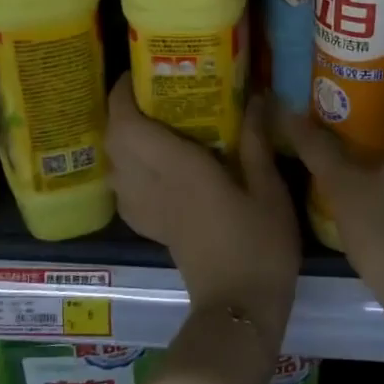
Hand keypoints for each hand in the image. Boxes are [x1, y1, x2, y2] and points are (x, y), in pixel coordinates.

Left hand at [106, 74, 300, 343]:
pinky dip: (126, 168)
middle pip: (114, 141)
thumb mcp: (269, 190)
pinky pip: (124, 190)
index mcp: (179, 170)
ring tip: (150, 121)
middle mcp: (154, 186)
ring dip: (120, 138)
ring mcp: (149, 211)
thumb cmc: (260, 247)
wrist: (240, 310)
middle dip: (119, 111)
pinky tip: (151, 165)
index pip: (129, 125)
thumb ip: (256, 142)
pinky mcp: (153, 228)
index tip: (135, 72)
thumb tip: (257, 98)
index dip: (121, 95)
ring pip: (114, 165)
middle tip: (148, 92)